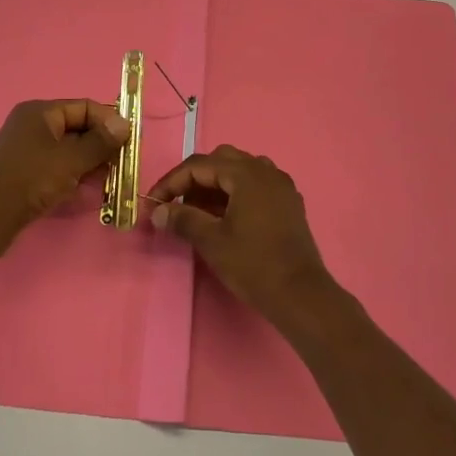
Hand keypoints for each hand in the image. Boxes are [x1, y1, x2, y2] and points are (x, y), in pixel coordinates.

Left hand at [0, 98, 129, 256]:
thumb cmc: (30, 180)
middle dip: (101, 146)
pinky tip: (87, 191)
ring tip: (109, 181)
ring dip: (90, 163)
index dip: (109, 121)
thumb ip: (100, 142)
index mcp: (40, 112)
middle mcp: (32, 125)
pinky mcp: (24, 172)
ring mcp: (27, 150)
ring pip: (69, 150)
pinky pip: (57, 167)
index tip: (130, 141)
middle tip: (123, 165)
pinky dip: (74, 175)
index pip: (84, 107)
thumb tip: (125, 123)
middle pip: (77, 128)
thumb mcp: (70, 160)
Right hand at [147, 146, 331, 323]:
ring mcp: (281, 185)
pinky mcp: (289, 202)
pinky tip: (226, 217)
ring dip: (215, 185)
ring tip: (199, 212)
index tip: (154, 202)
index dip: (172, 182)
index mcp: (246, 173)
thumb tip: (157, 211)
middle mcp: (265, 170)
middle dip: (194, 179)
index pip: (199, 165)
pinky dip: (236, 193)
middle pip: (221, 161)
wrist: (301, 295)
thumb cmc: (254, 265)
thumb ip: (182, 219)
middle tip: (177, 204)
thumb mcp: (212, 241)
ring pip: (240, 171)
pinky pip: (256, 185)